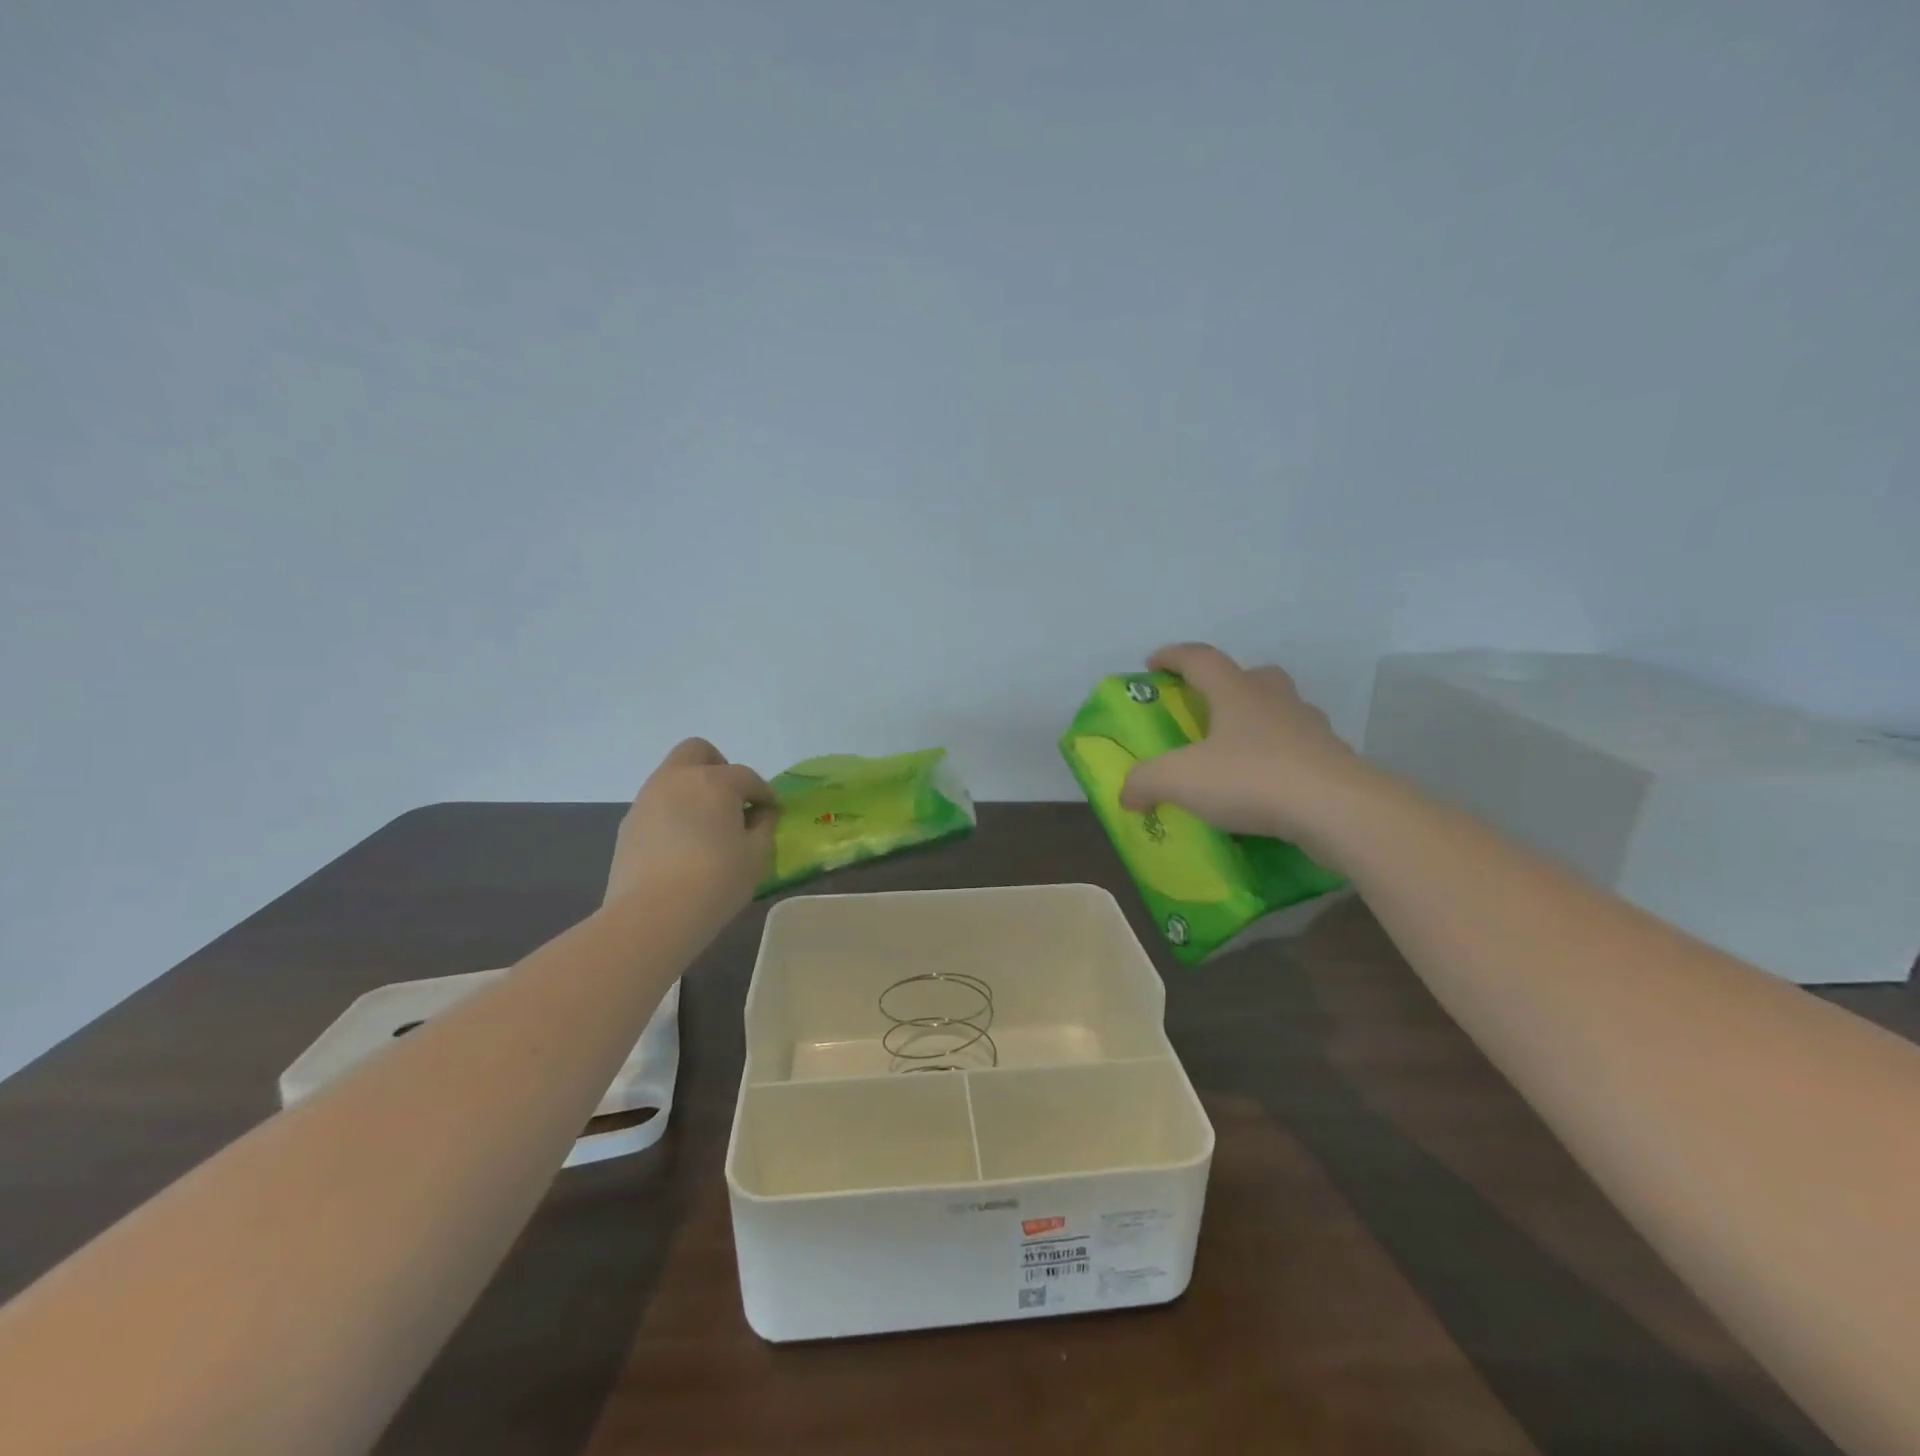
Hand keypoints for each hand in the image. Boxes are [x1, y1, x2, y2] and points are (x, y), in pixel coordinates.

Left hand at [604, 738, 777, 909]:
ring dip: (693, 790)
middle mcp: (677, 779)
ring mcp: (647, 799)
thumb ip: (763, 826)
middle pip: (698, 751)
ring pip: (673, 776)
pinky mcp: (629, 824)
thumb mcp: (756, 855)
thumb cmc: (715, 881)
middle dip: (719, 768)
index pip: (747, 777)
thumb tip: (762, 813)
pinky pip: (658, 804)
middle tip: (731, 801)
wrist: (652, 916)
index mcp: (714, 782)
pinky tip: (683, 845)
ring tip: (707, 827)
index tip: (772, 813)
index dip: (764, 794)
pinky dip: (674, 812)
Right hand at [1118, 643, 1366, 850]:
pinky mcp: (1332, 760)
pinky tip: (1265, 787)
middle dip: (1226, 685)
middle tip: (1207, 707)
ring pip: (1280, 711)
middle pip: (1251, 676)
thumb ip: (1145, 782)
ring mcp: (1310, 728)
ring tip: (1235, 752)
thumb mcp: (1180, 780)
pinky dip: (1278, 760)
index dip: (1173, 657)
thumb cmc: (1252, 779)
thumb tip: (1127, 794)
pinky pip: (1298, 750)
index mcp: (1236, 692)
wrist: (1338, 810)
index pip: (1200, 659)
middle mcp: (1275, 700)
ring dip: (1257, 722)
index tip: (1153, 663)